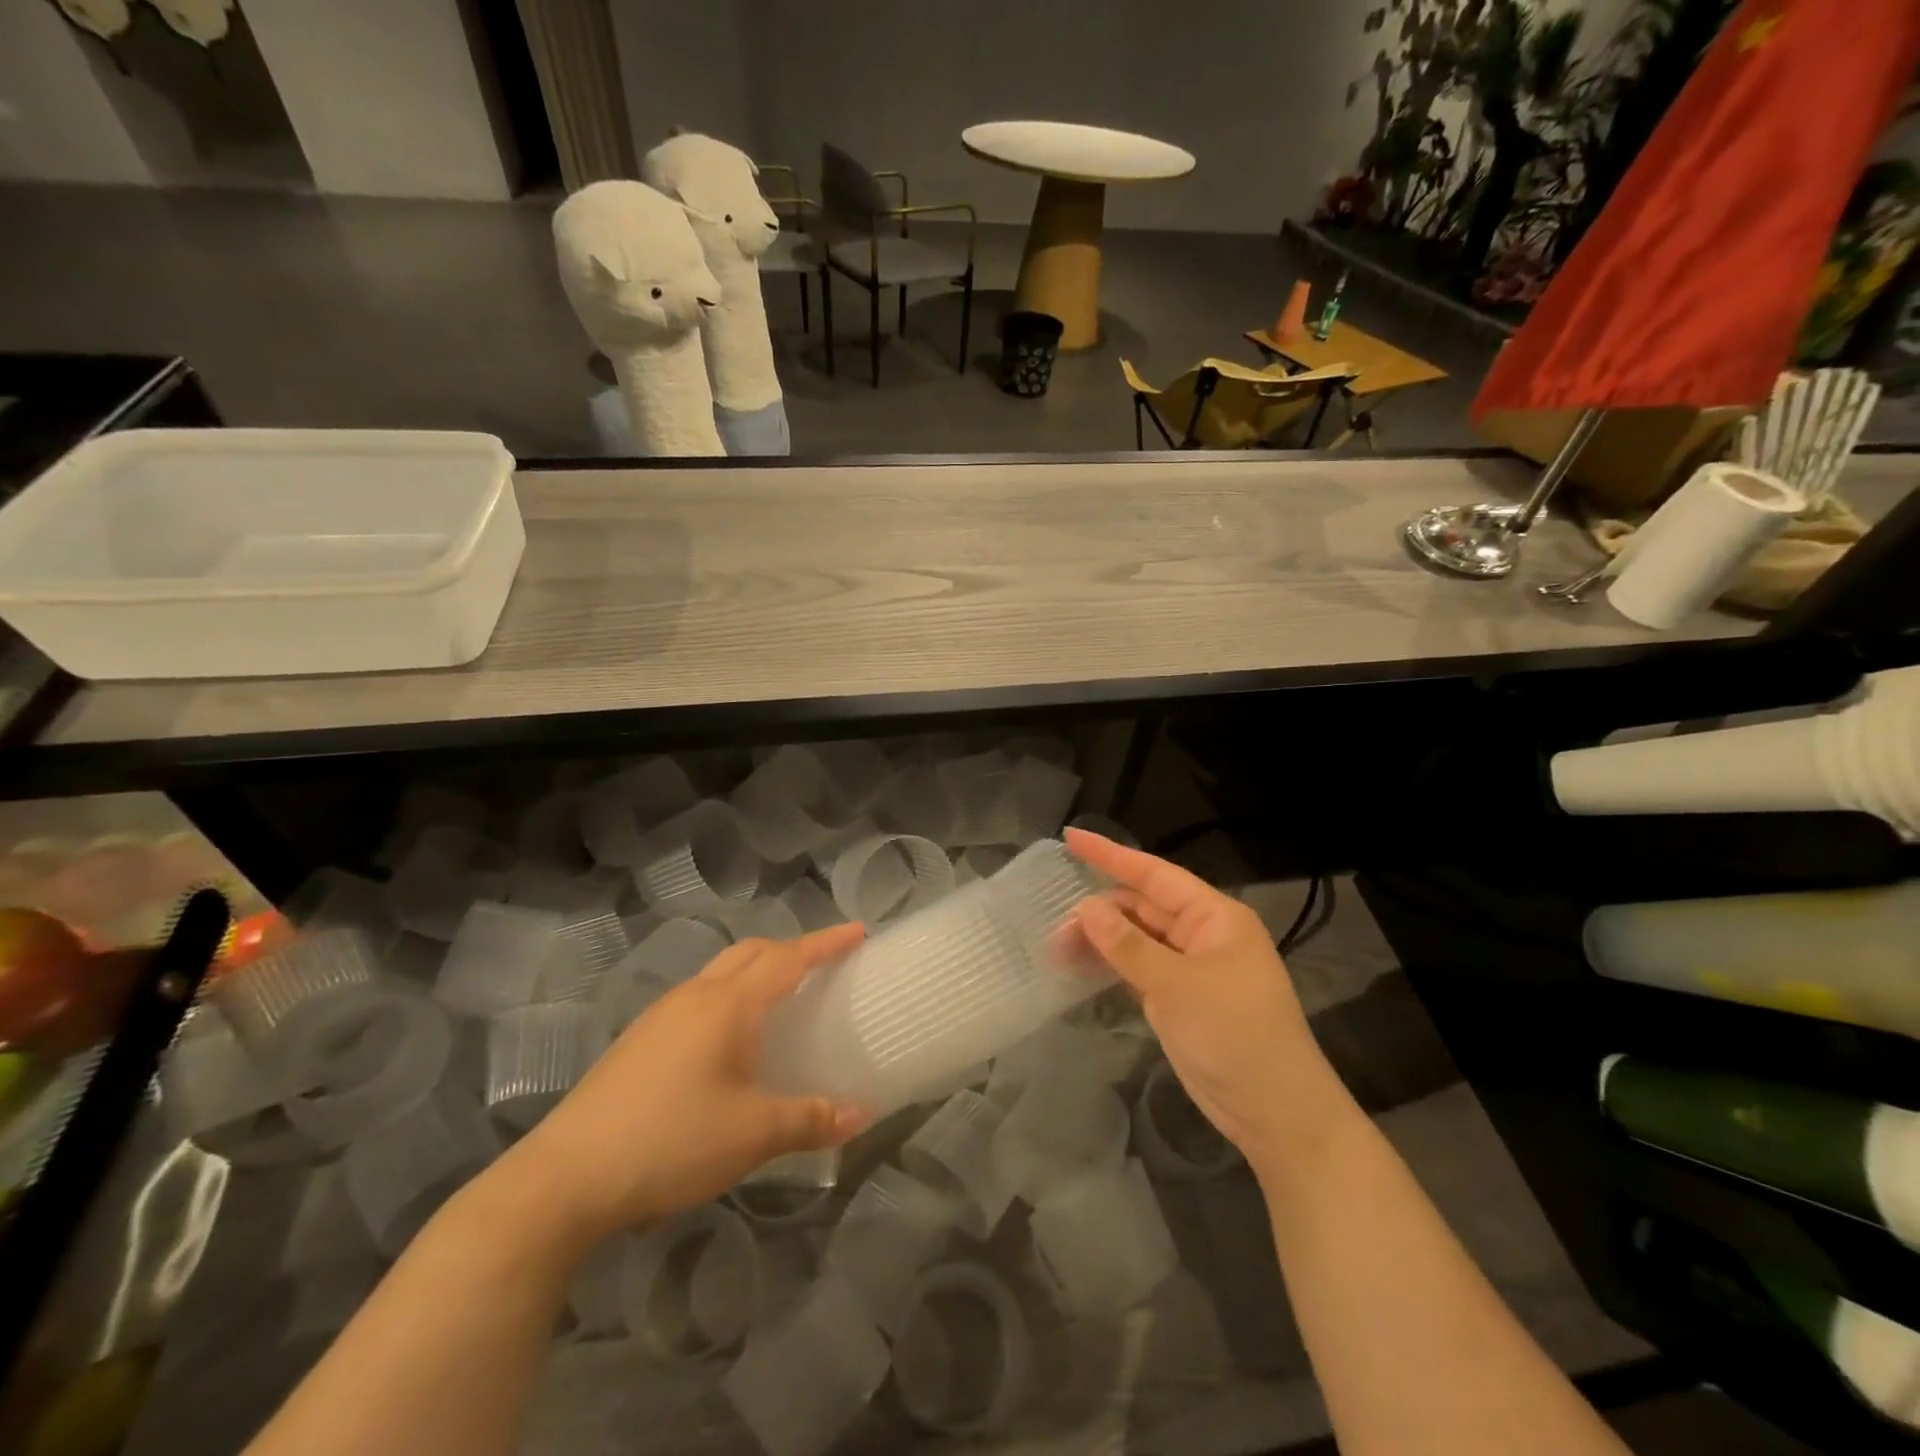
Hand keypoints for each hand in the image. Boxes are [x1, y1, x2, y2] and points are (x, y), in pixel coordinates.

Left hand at [508, 925, 869, 1242]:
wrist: (565, 1176)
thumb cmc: (671, 1141)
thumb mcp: (752, 1134)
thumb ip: (810, 1119)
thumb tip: (861, 1115)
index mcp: (728, 1005)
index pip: (788, 958)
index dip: (825, 943)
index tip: (858, 932)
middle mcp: (695, 996)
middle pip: (751, 953)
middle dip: (790, 949)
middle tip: (823, 964)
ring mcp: (661, 1016)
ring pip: (719, 972)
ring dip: (756, 970)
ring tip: (780, 997)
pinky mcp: (638, 1040)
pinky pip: (697, 998)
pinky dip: (728, 996)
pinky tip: (727, 1039)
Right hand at [1066, 829, 1339, 1170]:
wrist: (1274, 1113)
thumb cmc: (1236, 1035)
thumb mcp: (1179, 987)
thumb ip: (1128, 946)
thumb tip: (1085, 907)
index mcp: (1214, 917)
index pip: (1155, 875)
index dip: (1111, 855)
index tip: (1071, 838)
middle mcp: (1201, 935)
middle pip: (1140, 908)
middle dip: (1097, 912)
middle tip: (1052, 926)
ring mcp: (1188, 968)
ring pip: (1134, 940)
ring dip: (1099, 941)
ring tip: (1055, 950)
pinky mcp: (1177, 998)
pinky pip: (1136, 969)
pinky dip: (1109, 966)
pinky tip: (1079, 968)